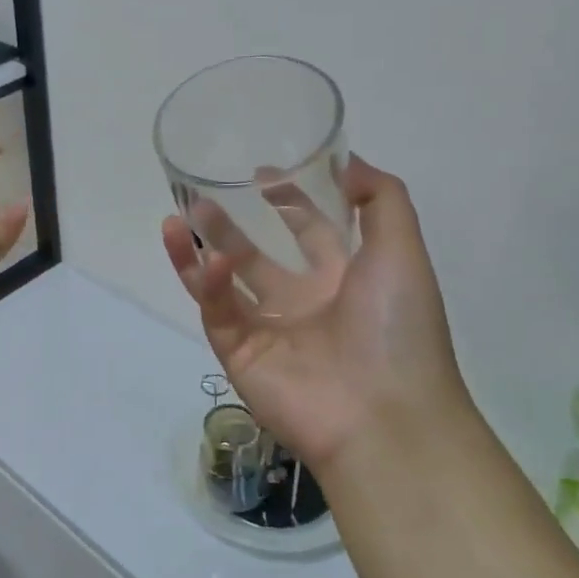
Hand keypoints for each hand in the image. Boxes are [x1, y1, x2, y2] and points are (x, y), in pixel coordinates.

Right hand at [162, 155, 470, 468]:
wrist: (385, 416)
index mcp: (343, 279)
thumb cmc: (397, 327)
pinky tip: (207, 259)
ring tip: (175, 219)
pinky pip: (219, 312)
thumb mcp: (403, 249)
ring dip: (199, 250)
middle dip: (229, 224)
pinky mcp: (240, 354)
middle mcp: (303, 302)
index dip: (288, 201)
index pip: (309, 230)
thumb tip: (345, 161)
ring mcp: (268, 330)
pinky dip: (209, 284)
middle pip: (256, 254)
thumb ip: (381, 198)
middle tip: (199, 195)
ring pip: (223, 282)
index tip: (261, 172)